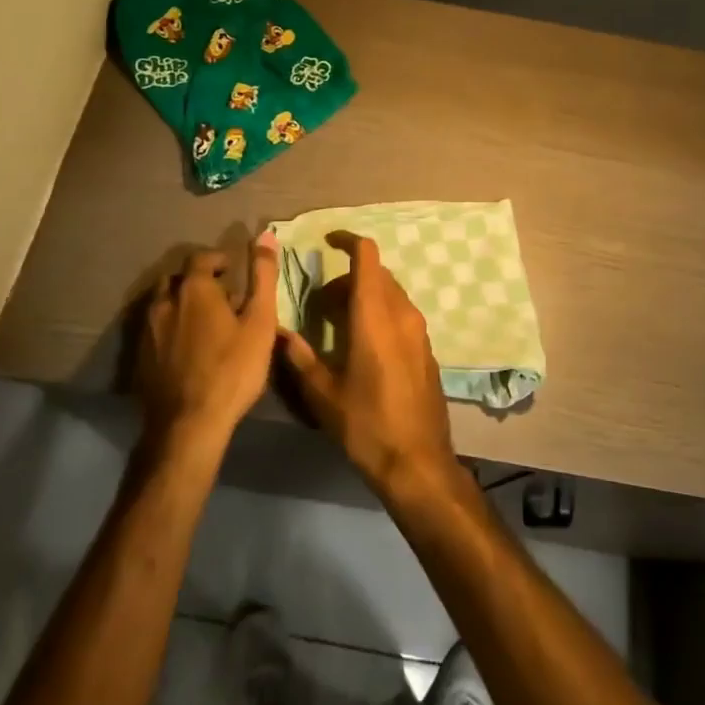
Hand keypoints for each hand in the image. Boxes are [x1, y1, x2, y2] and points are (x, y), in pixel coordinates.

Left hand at [137, 236, 281, 449]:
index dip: (217, 259)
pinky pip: (153, 330)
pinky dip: (168, 328)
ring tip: (201, 322)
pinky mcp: (139, 357)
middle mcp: (164, 302)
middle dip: (196, 281)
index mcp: (194, 289)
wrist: (188, 424)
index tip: (232, 270)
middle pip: (176, 279)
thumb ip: (262, 276)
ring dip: (179, 304)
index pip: (201, 257)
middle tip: (218, 296)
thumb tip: (266, 235)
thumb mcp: (260, 321)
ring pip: (161, 304)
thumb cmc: (232, 369)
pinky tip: (183, 348)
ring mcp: (147, 330)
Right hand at [279, 231, 461, 499]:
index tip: (328, 240)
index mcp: (375, 316)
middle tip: (322, 303)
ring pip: (391, 293)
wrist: (418, 463)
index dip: (348, 240)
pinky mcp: (426, 349)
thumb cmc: (366, 426)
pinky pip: (401, 314)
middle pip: (378, 274)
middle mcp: (401, 314)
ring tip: (339, 324)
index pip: (367, 256)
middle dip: (349, 277)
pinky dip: (381, 313)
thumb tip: (278, 332)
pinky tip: (363, 345)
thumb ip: (300, 357)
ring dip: (365, 295)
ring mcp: (419, 332)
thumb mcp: (323, 394)